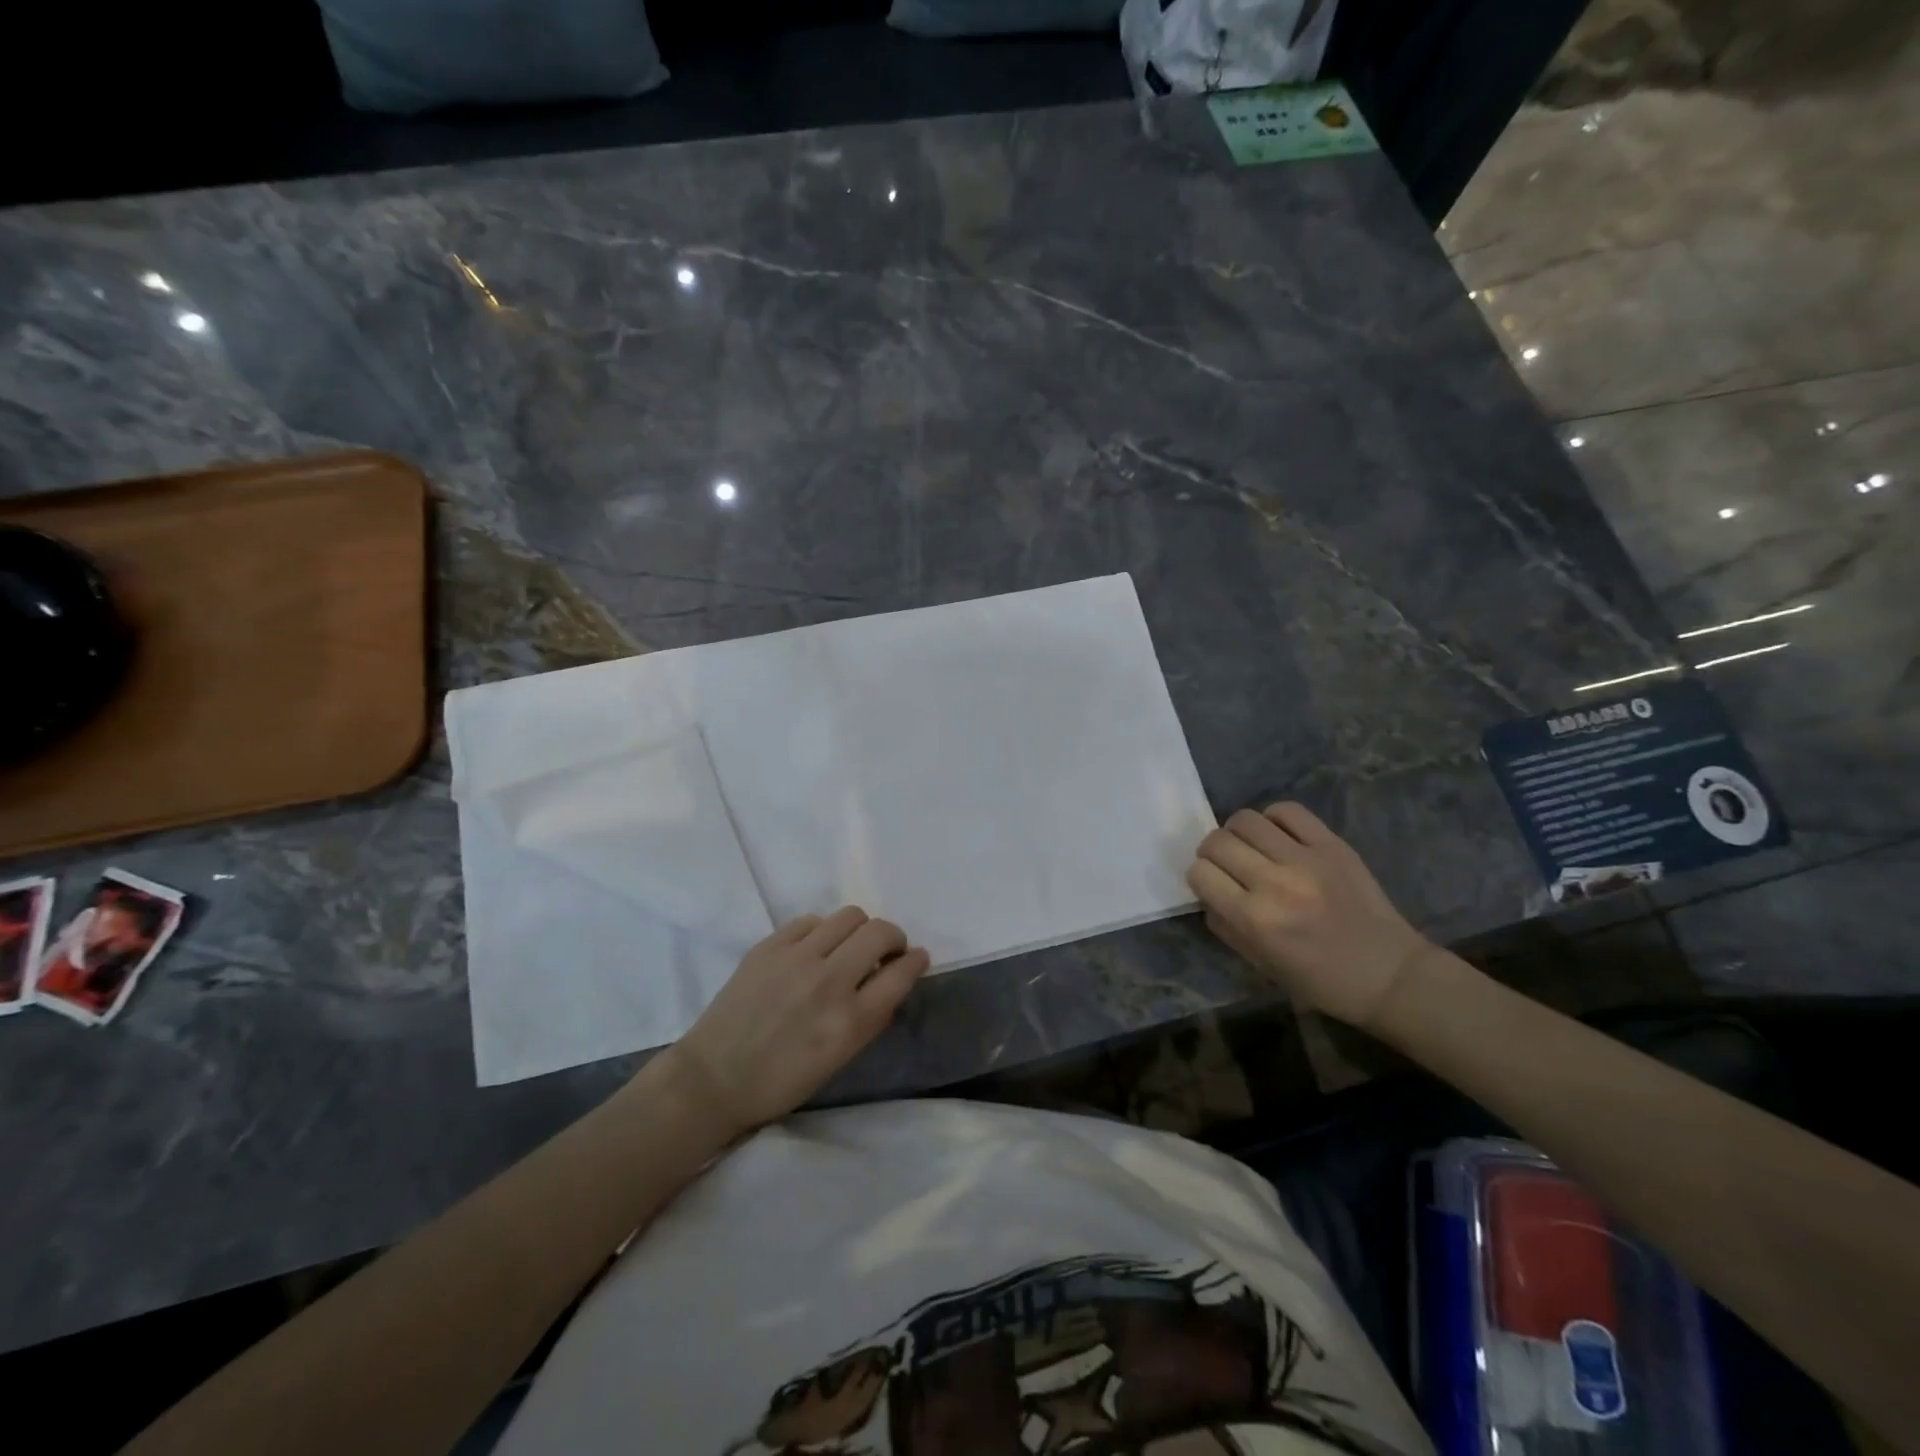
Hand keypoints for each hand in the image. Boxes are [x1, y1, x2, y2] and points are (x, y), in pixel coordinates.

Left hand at [665, 908, 930, 1136]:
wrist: (714, 1078)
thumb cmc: (781, 1081)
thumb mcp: (839, 1060)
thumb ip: (870, 1018)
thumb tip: (892, 981)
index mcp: (850, 1022)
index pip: (901, 973)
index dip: (916, 960)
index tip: (917, 957)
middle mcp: (829, 982)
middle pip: (880, 933)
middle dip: (893, 938)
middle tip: (886, 950)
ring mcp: (797, 958)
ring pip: (850, 916)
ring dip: (860, 929)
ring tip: (850, 945)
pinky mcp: (770, 945)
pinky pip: (812, 920)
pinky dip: (823, 931)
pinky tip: (814, 948)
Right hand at [1188, 802, 1434, 1028]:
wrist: (1390, 975)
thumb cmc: (1321, 980)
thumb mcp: (1261, 964)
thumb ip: (1226, 926)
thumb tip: (1208, 893)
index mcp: (1255, 920)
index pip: (1200, 873)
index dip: (1199, 877)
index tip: (1211, 885)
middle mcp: (1274, 883)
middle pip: (1217, 842)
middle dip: (1211, 852)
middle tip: (1225, 864)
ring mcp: (1305, 859)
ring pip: (1245, 819)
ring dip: (1237, 832)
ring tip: (1250, 847)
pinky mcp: (1332, 845)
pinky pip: (1288, 811)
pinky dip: (1273, 818)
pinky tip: (1277, 836)